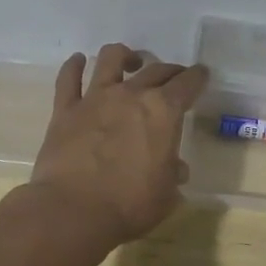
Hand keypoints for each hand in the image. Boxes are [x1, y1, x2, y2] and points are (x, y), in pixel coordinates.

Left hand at [27, 44, 208, 245]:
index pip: (187, 84)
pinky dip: (74, 66)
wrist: (73, 210)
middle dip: (169, 71)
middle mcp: (131, 95)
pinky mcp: (65, 109)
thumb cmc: (130, 205)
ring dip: (124, 56)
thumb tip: (176, 168)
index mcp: (163, 111)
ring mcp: (95, 98)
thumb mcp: (167, 194)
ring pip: (110, 59)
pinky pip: (68, 78)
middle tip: (174, 77)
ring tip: (130, 62)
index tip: (201, 75)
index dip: (197, 77)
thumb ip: (173, 174)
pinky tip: (78, 61)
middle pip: (155, 70)